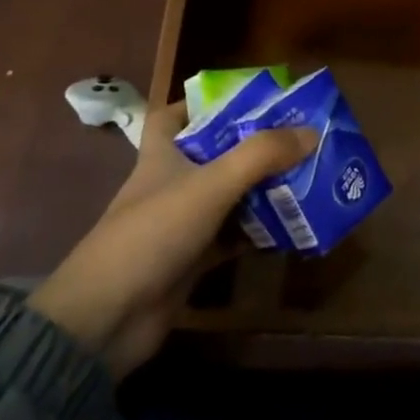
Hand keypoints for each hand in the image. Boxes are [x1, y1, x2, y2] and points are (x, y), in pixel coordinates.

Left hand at [30, 102, 315, 377]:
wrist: (107, 319)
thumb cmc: (153, 234)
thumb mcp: (211, 184)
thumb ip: (261, 155)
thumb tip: (311, 132)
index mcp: (162, 156)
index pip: (172, 116)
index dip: (201, 103)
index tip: (245, 100)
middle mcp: (172, 184)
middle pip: (215, 154)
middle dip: (254, 146)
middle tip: (299, 138)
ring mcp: (182, 224)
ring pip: (230, 196)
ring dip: (263, 188)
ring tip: (310, 175)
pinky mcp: (192, 259)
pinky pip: (234, 236)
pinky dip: (260, 231)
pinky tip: (294, 226)